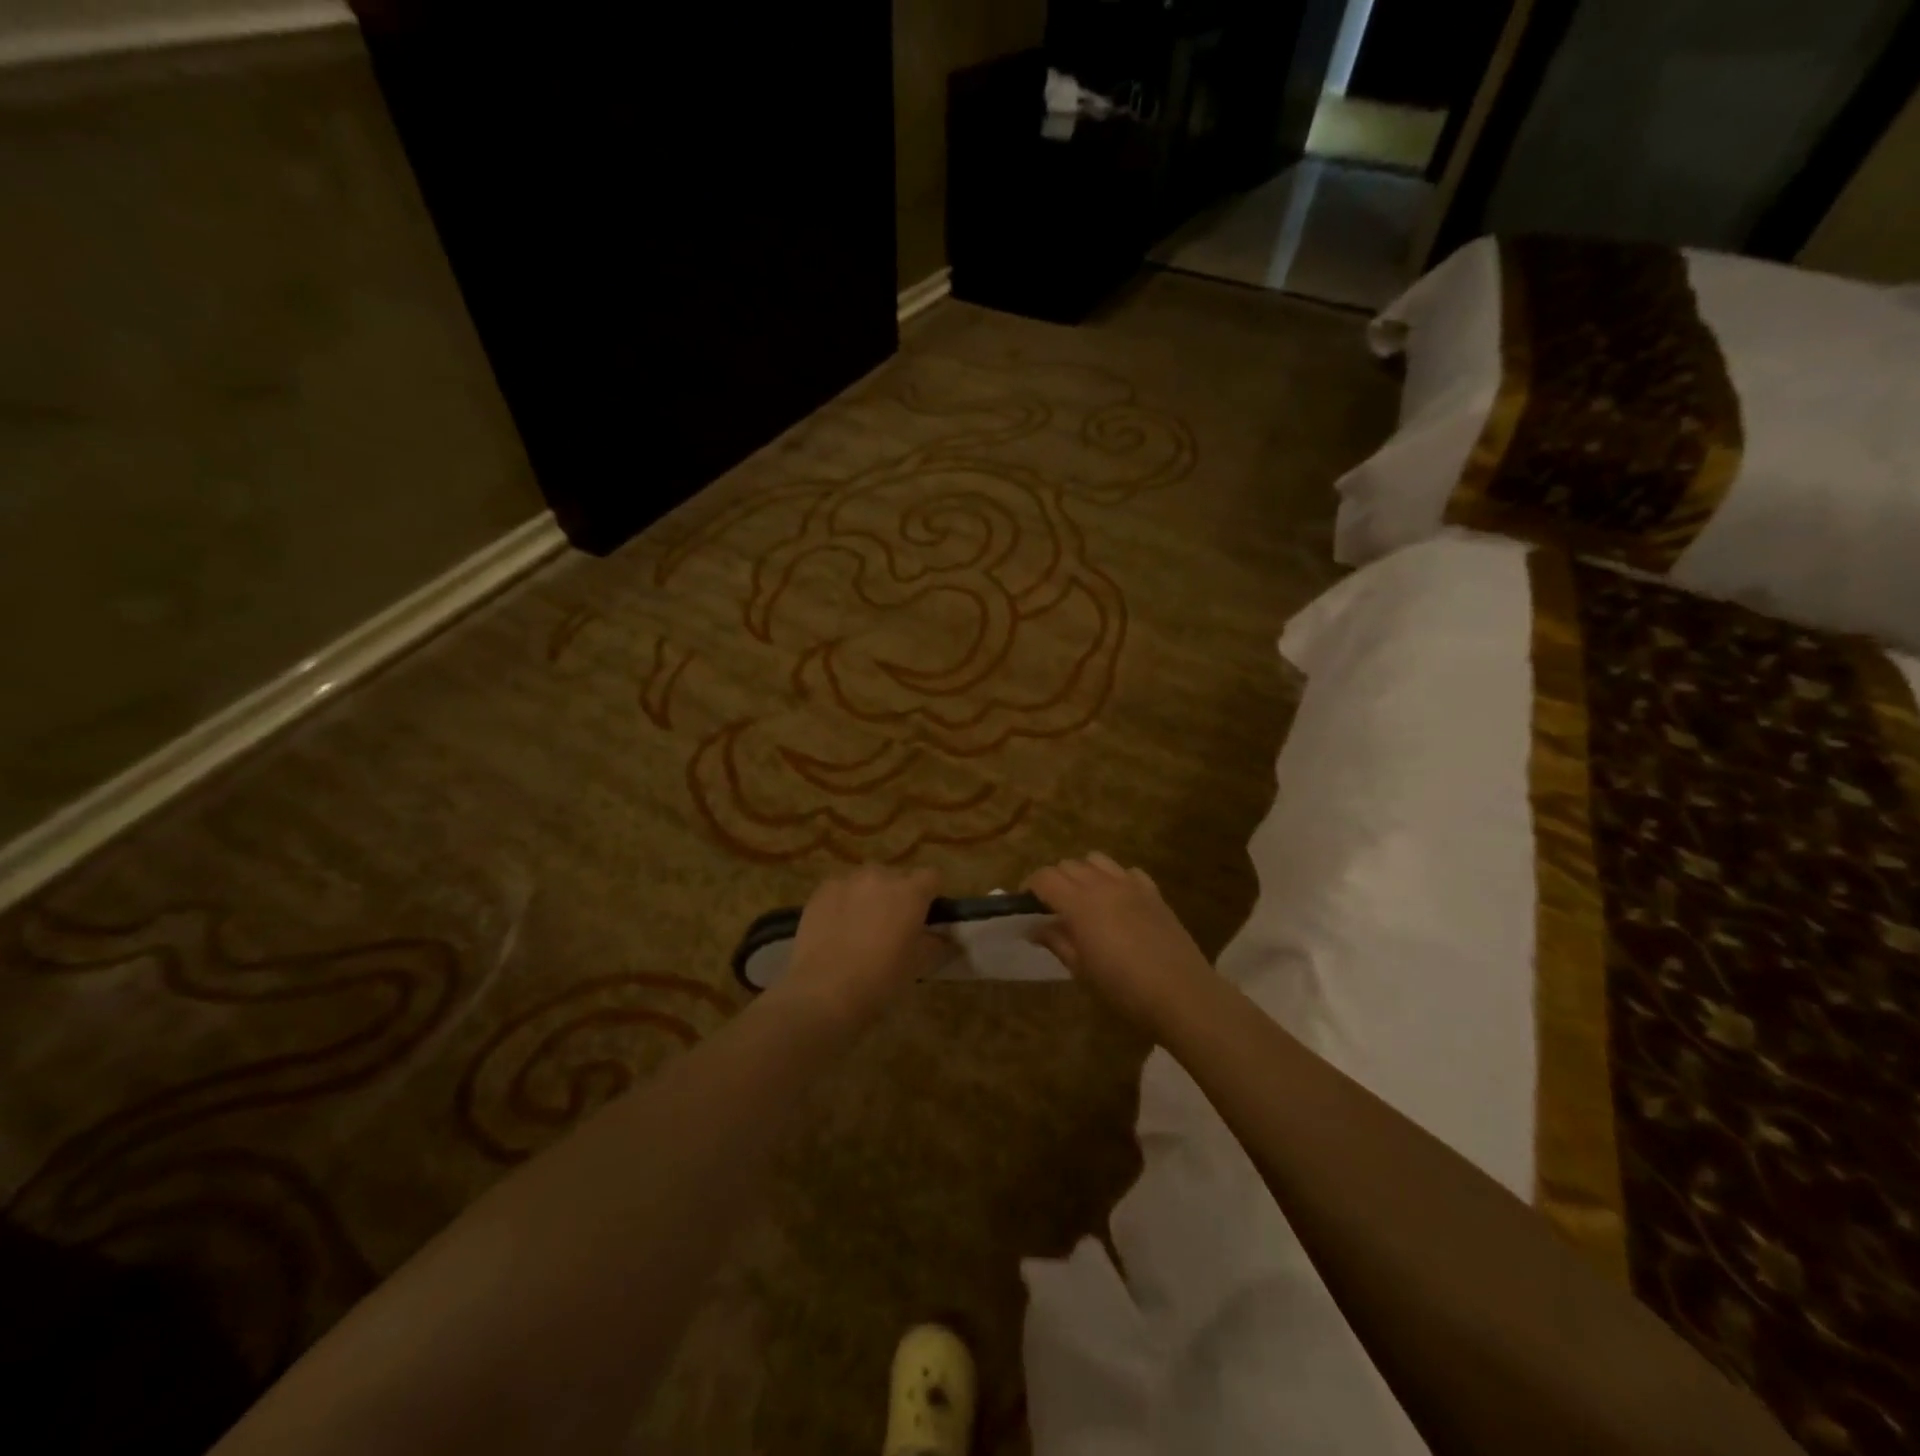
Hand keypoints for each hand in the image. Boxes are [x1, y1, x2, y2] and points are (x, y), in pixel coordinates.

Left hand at [774, 866, 943, 1024]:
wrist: (824, 991)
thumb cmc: (881, 980)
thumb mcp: (918, 965)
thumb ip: (936, 944)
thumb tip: (943, 937)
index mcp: (911, 892)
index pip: (931, 876)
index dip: (930, 894)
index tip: (925, 914)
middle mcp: (881, 877)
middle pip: (897, 876)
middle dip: (898, 894)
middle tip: (892, 924)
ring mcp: (848, 881)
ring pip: (866, 880)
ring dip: (869, 895)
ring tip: (860, 925)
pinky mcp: (821, 891)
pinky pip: (840, 889)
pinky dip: (843, 901)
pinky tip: (836, 927)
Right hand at [1027, 854, 1215, 1029]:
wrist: (1181, 994)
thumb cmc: (1123, 989)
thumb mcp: (1081, 970)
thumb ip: (1057, 941)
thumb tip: (1036, 927)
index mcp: (1079, 904)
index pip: (1045, 878)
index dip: (1030, 887)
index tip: (1026, 905)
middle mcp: (1102, 885)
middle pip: (1068, 865)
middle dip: (1054, 880)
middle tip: (1052, 907)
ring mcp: (1131, 885)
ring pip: (1097, 860)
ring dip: (1084, 873)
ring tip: (1084, 898)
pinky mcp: (1154, 893)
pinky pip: (1128, 872)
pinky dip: (1116, 879)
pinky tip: (1118, 901)